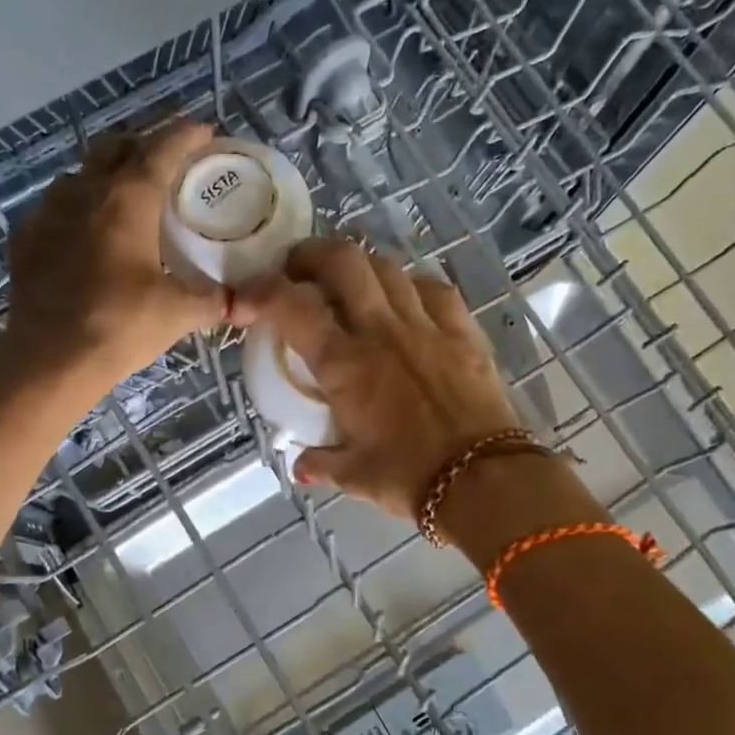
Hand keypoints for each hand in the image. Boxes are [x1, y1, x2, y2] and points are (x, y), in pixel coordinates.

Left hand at [3, 120, 231, 388]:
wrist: (49, 358)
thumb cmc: (120, 326)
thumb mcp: (177, 313)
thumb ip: (213, 301)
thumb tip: (245, 305)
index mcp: (127, 200)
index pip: (161, 150)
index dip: (185, 136)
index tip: (203, 131)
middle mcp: (84, 192)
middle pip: (114, 147)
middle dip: (141, 145)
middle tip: (163, 162)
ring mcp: (48, 213)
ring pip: (79, 175)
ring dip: (104, 175)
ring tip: (123, 196)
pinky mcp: (25, 240)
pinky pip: (53, 208)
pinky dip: (75, 210)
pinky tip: (83, 233)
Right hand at [239, 238, 524, 519]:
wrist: (485, 480)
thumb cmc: (410, 479)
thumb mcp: (355, 476)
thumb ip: (321, 464)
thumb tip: (300, 466)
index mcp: (344, 364)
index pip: (292, 306)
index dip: (262, 290)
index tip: (249, 298)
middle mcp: (381, 331)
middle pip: (343, 261)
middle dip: (312, 254)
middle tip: (299, 272)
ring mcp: (426, 325)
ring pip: (387, 267)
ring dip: (359, 267)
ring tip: (349, 285)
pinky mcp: (463, 331)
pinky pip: (433, 288)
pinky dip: (410, 285)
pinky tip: (405, 299)